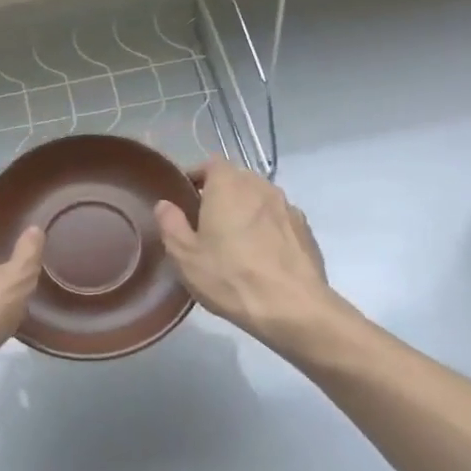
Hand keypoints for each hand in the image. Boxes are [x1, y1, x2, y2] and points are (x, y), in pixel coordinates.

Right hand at [155, 159, 336, 346]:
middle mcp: (260, 186)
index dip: (197, 176)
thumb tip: (165, 205)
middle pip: (237, 180)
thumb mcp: (185, 256)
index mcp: (228, 185)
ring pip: (259, 199)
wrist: (293, 307)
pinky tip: (261, 256)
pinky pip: (278, 219)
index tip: (186, 198)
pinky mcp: (305, 229)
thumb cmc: (230, 277)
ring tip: (235, 240)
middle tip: (206, 222)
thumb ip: (171, 224)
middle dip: (221, 194)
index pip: (210, 164)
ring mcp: (287, 207)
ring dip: (246, 211)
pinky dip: (267, 228)